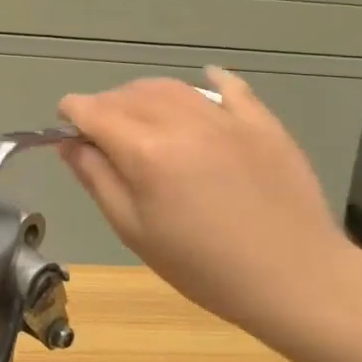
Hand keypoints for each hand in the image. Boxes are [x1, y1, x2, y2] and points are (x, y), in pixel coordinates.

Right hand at [58, 68, 352, 322]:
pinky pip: (230, 87)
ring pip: (170, 87)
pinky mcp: (262, 123)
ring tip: (141, 117)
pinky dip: (209, 81)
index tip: (65, 129)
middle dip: (104, 106)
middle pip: (127, 94)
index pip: (92, 110)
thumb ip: (96, 179)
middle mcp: (181, 122)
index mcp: (145, 151)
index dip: (71, 114)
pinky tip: (203, 82)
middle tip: (100, 134)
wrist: (296, 280)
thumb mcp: (134, 230)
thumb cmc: (203, 266)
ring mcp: (226, 118)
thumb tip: (69, 144)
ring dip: (144, 95)